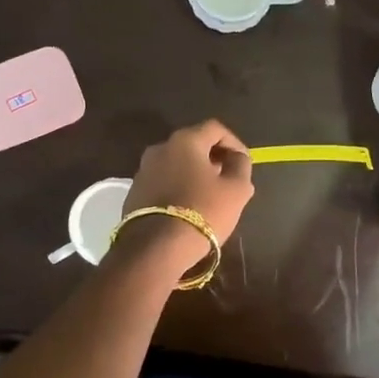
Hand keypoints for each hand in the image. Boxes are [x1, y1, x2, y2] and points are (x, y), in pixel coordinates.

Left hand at [117, 120, 254, 275]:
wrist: (155, 248)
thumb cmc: (202, 212)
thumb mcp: (236, 190)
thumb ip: (241, 166)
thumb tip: (237, 157)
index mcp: (185, 141)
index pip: (215, 129)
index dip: (234, 143)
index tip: (244, 163)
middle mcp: (160, 148)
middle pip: (193, 144)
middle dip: (214, 158)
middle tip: (228, 179)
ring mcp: (143, 170)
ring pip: (176, 164)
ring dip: (194, 174)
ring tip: (209, 196)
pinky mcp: (134, 193)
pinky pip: (163, 182)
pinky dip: (178, 188)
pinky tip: (188, 208)